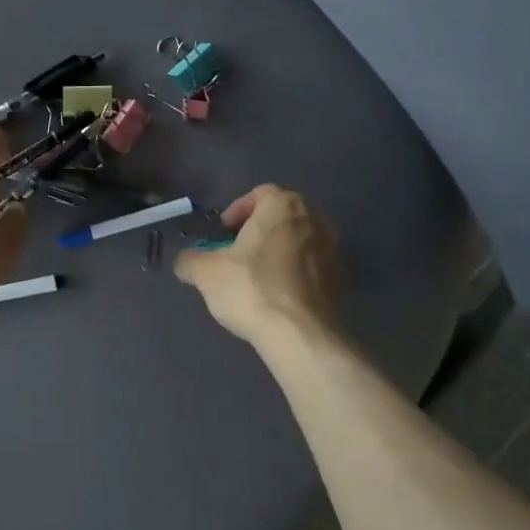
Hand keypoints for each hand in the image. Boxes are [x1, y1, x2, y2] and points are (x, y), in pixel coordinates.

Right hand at [174, 185, 343, 343]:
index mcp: (283, 206)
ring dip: (280, 253)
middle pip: (282, 217)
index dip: (237, 211)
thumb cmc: (251, 288)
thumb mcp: (205, 272)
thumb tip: (186, 262)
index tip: (223, 235)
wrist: (301, 336)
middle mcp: (315, 219)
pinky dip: (297, 275)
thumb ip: (191, 260)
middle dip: (259, 232)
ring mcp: (335, 250)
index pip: (259, 194)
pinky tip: (280, 298)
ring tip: (258, 278)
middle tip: (238, 254)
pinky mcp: (343, 280)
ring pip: (300, 242)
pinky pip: (314, 268)